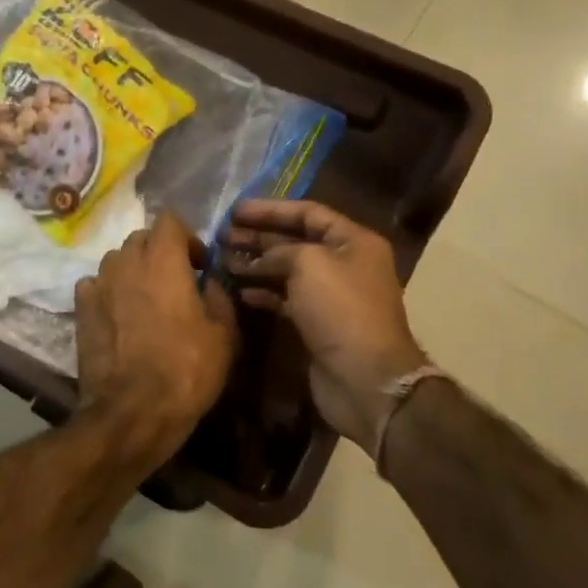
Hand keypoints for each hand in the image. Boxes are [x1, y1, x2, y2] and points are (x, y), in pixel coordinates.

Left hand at [75, 212, 237, 469]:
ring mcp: (98, 284)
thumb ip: (219, 297)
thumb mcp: (224, 335)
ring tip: (146, 300)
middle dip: (159, 252)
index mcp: (163, 260)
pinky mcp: (80, 309)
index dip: (187, 237)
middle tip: (176, 282)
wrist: (132, 411)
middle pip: (141, 238)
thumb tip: (210, 282)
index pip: (169, 220)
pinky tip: (119, 315)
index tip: (199, 266)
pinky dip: (109, 291)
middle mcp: (126, 262)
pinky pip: (95, 285)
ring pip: (116, 260)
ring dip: (133, 270)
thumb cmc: (186, 370)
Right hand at [226, 200, 428, 452]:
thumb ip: (279, 251)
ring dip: (256, 265)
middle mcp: (345, 264)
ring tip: (223, 260)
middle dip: (258, 237)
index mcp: (353, 241)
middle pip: (296, 241)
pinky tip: (240, 292)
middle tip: (222, 235)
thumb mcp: (308, 263)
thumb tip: (259, 259)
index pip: (308, 213)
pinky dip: (264, 294)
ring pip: (288, 271)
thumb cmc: (340, 309)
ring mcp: (332, 296)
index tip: (235, 211)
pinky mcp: (319, 324)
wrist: (365, 378)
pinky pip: (287, 300)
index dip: (270, 209)